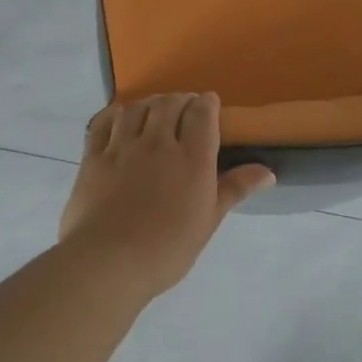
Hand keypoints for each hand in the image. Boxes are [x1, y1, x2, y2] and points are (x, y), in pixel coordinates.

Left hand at [60, 93, 274, 298]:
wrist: (110, 261)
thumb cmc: (168, 248)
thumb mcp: (209, 220)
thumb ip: (235, 189)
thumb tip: (268, 172)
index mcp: (192, 157)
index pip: (201, 113)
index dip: (207, 103)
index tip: (209, 105)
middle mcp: (157, 142)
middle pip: (169, 104)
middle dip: (180, 100)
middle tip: (184, 108)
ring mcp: (122, 147)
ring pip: (136, 108)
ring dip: (149, 103)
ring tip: (154, 110)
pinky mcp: (93, 157)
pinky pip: (103, 123)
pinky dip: (115, 114)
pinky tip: (120, 118)